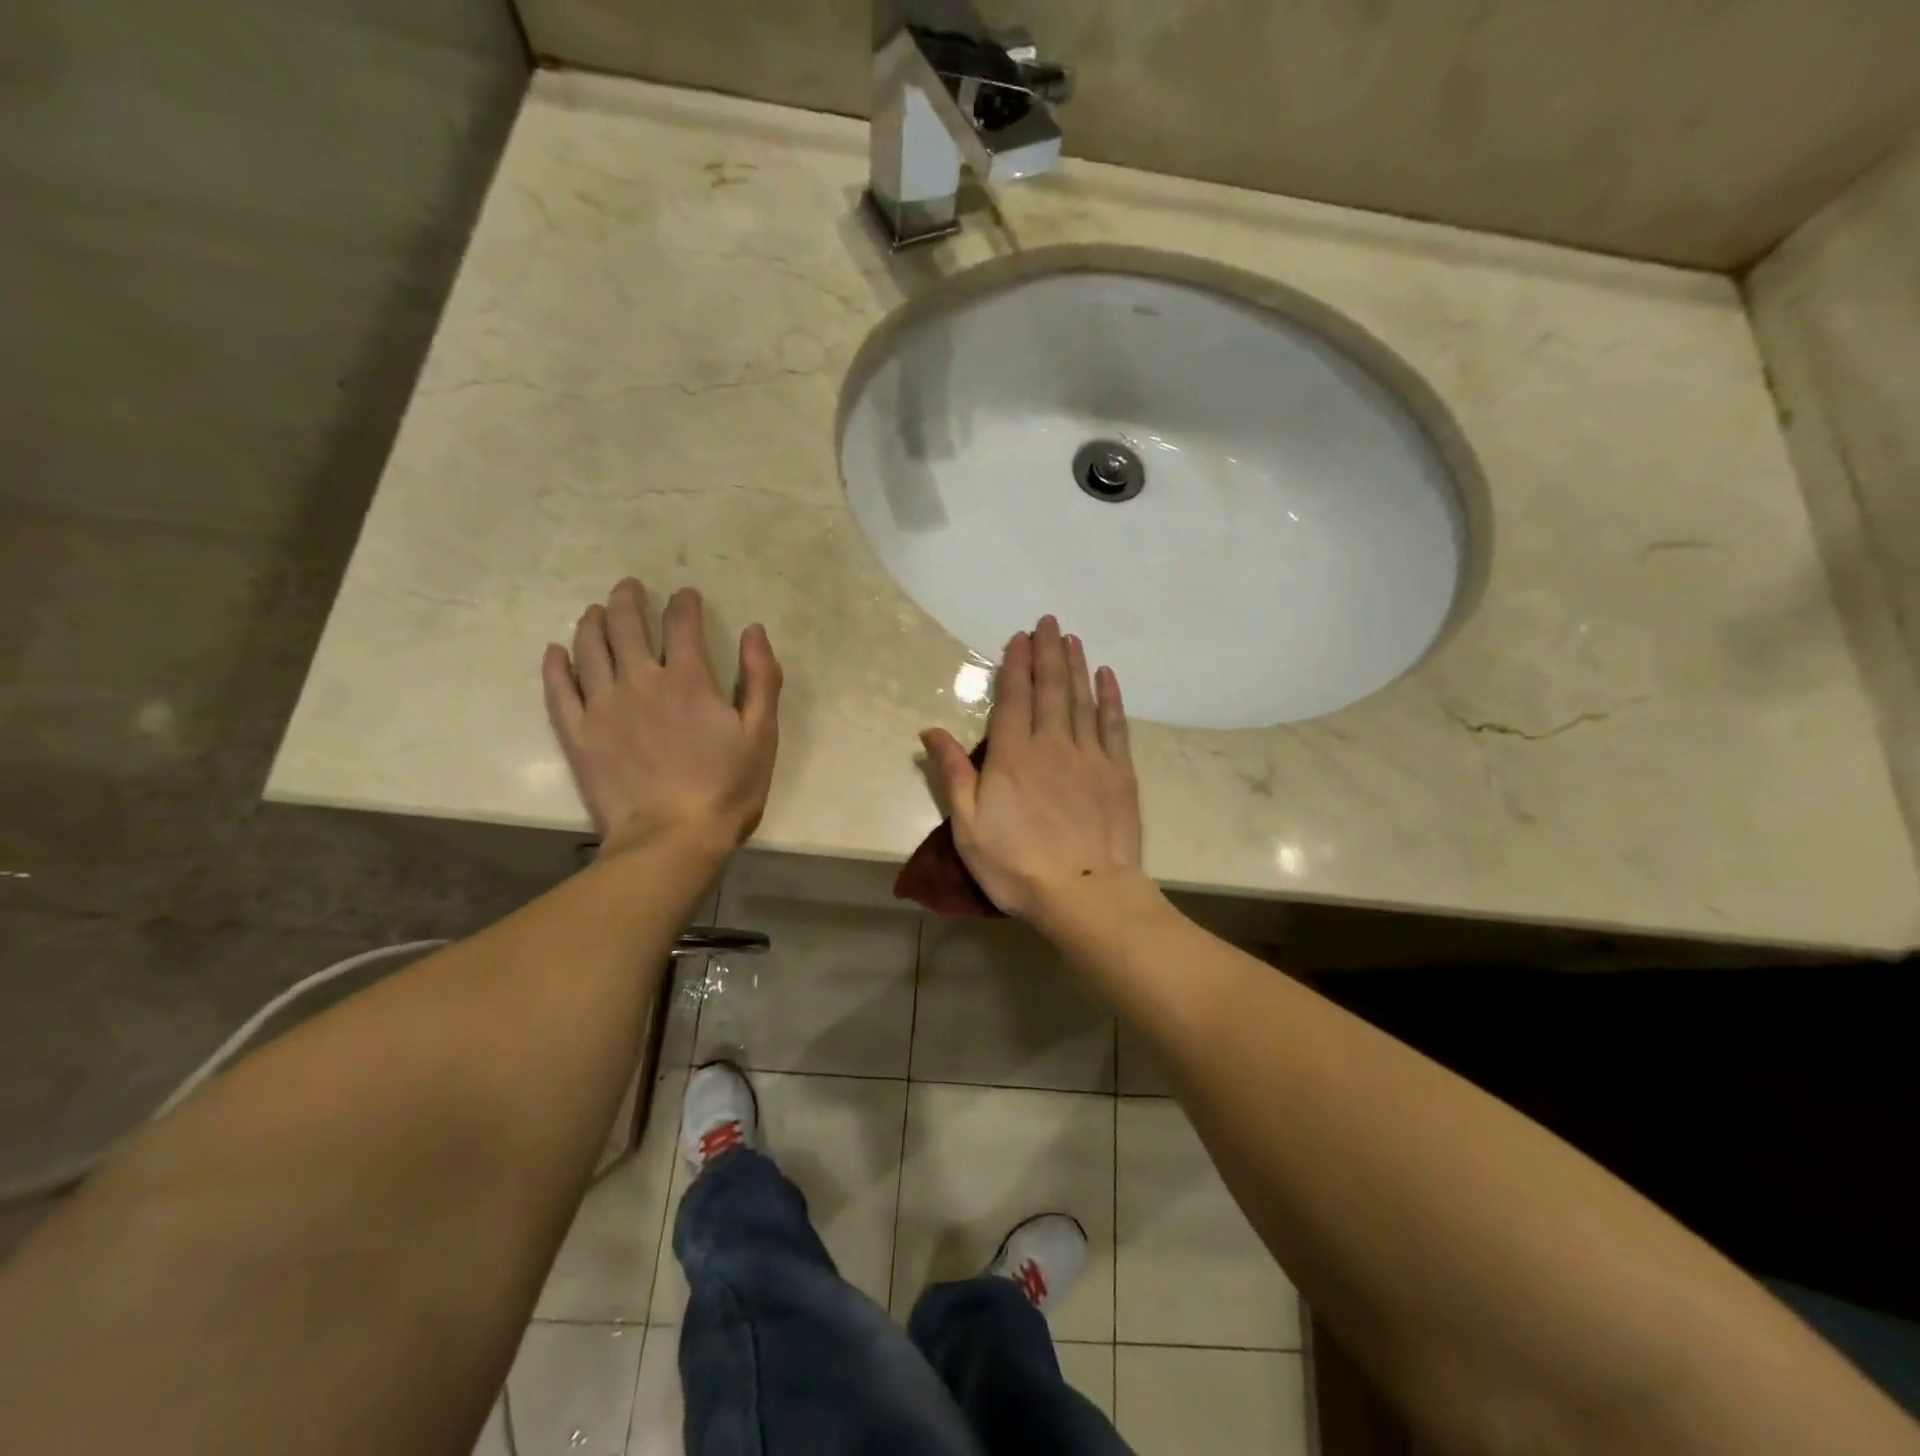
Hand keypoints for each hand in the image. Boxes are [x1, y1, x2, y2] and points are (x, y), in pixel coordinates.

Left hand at [542, 578, 781, 857]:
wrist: (672, 839)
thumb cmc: (727, 789)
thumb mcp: (762, 734)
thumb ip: (761, 678)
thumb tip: (754, 630)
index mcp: (689, 680)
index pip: (682, 624)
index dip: (684, 604)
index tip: (685, 595)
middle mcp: (642, 681)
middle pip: (627, 625)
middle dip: (629, 600)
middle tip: (630, 588)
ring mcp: (603, 706)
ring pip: (590, 648)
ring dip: (593, 622)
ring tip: (595, 611)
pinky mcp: (578, 734)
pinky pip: (559, 689)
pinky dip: (556, 665)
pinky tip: (557, 652)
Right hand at [921, 616, 1143, 919]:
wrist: (1084, 893)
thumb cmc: (1017, 866)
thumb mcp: (968, 827)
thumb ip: (953, 774)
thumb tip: (930, 731)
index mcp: (1012, 756)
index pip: (1013, 698)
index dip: (1015, 665)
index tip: (1019, 638)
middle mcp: (1052, 744)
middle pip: (1050, 689)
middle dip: (1047, 652)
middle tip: (1048, 622)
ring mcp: (1090, 756)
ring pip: (1082, 699)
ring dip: (1076, 666)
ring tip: (1072, 639)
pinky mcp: (1119, 772)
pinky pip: (1114, 725)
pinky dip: (1110, 698)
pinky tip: (1106, 677)